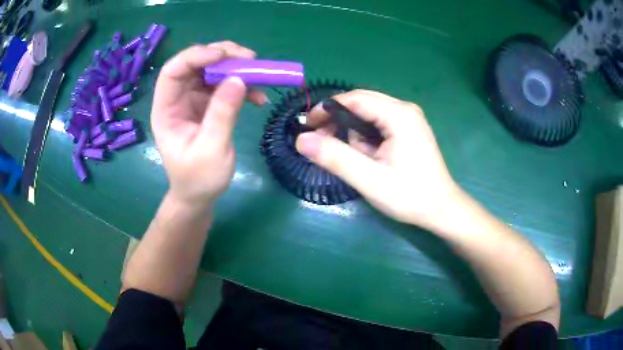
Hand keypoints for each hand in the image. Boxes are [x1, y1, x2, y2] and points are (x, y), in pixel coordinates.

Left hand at [151, 42, 266, 207]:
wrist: (199, 195)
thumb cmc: (198, 179)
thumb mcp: (211, 150)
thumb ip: (222, 114)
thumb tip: (239, 79)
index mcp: (166, 109)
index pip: (173, 72)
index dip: (195, 57)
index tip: (223, 55)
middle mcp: (178, 99)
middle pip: (195, 64)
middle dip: (222, 56)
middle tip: (249, 59)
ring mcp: (193, 100)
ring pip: (212, 71)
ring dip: (236, 68)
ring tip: (259, 73)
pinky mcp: (208, 105)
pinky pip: (225, 86)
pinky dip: (243, 86)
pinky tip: (259, 97)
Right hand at [296, 90, 459, 229]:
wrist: (442, 210)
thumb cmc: (410, 196)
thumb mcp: (369, 179)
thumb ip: (335, 157)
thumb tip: (301, 140)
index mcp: (399, 114)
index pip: (354, 98)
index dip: (327, 109)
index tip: (307, 127)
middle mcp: (405, 109)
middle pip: (361, 103)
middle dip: (339, 121)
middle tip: (321, 143)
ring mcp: (409, 119)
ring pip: (369, 115)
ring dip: (354, 134)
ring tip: (355, 160)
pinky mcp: (409, 130)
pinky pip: (379, 124)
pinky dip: (366, 138)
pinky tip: (369, 157)